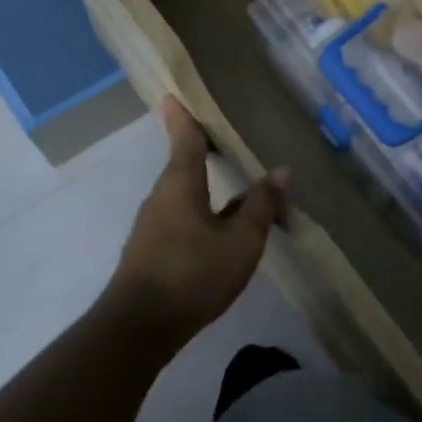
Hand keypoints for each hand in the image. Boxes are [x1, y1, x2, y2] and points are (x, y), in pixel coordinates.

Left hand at [105, 97, 287, 347]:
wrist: (138, 328)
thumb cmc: (193, 273)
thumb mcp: (241, 240)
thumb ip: (262, 205)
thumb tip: (282, 171)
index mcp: (180, 184)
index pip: (184, 138)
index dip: (183, 116)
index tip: (174, 94)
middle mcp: (161, 197)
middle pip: (182, 164)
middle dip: (199, 149)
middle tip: (222, 134)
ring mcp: (153, 226)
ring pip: (183, 194)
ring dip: (203, 184)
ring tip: (230, 181)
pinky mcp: (152, 251)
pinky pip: (180, 217)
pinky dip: (200, 210)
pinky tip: (219, 227)